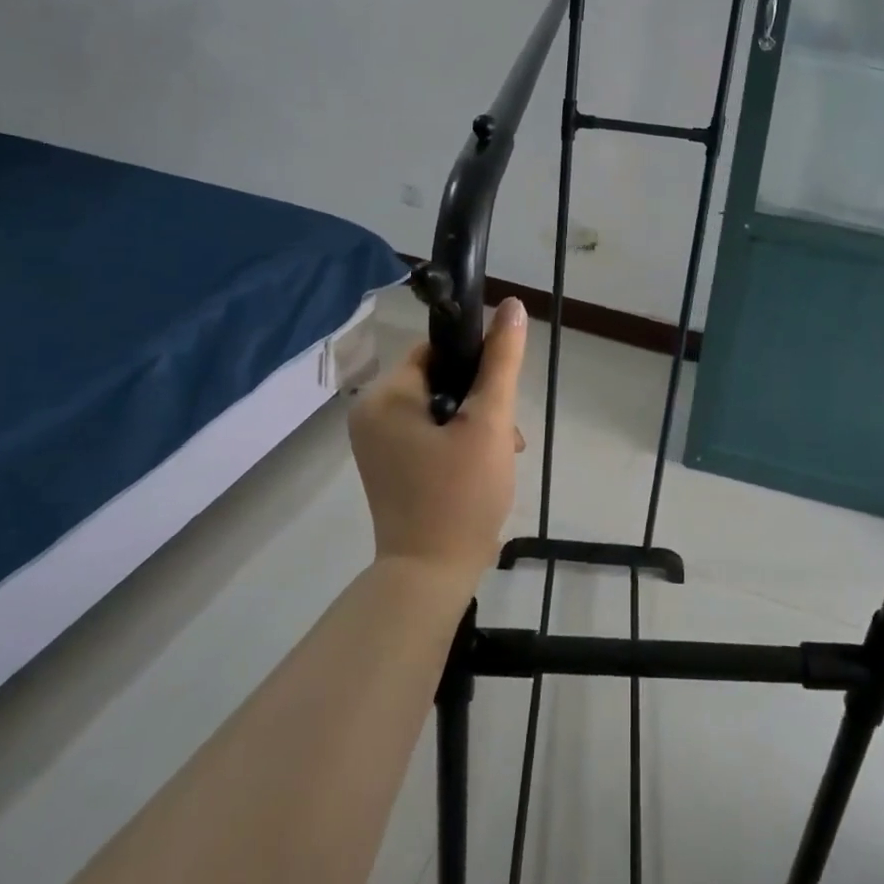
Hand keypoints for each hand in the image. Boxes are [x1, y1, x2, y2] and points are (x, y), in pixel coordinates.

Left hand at [348, 298, 528, 581]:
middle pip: (439, 380)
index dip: (475, 363)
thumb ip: (501, 361)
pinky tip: (484, 465)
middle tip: (506, 433)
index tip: (501, 391)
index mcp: (385, 397)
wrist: (430, 577)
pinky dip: (458, 441)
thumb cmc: (460, 494)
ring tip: (503, 452)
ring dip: (475, 422)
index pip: (436, 351)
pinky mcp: (389, 467)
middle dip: (480, 400)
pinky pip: (428, 433)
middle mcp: (371, 414)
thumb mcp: (489, 422)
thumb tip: (512, 305)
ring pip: (439, 408)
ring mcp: (377, 444)